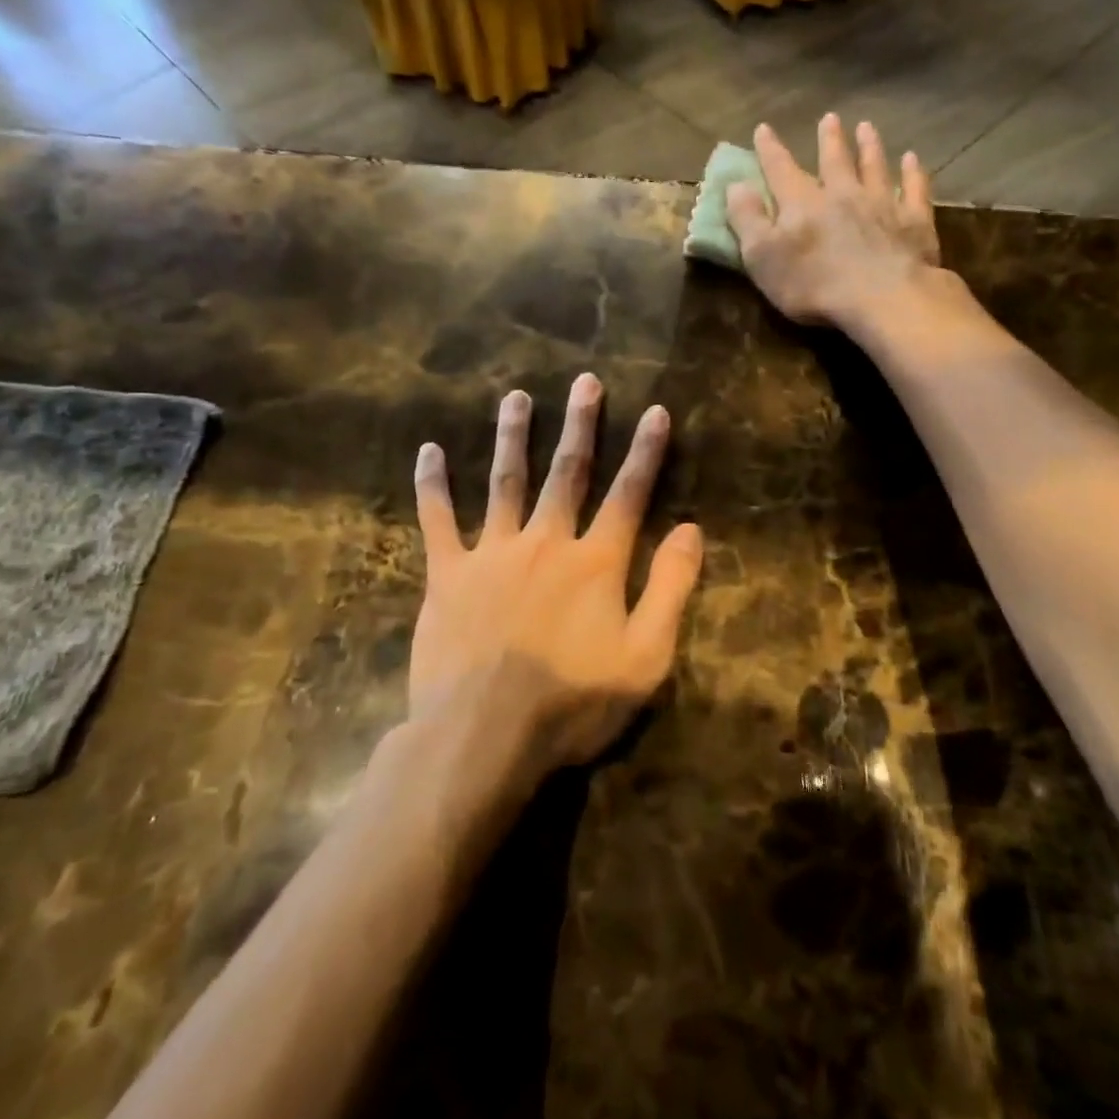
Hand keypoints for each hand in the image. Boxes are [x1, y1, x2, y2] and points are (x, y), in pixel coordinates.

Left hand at [410, 374, 703, 774]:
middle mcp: (546, 541)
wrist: (483, 736)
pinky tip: (429, 450)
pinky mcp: (448, 574)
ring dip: (514, 435)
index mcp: (596, 561)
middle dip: (580, 425)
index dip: (646, 452)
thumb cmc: (573, 702)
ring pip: (506, 480)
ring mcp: (493, 553)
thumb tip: (690, 529)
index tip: (657, 411)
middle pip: (568, 472)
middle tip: (585, 382)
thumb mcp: (645, 656)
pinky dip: (433, 484)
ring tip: (516, 397)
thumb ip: (670, 588)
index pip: (629, 494)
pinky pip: (438, 519)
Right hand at [725, 113, 940, 330]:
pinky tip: (913, 160)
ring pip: (874, 167)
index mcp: (802, 203)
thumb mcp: (762, 257)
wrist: (882, 297)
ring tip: (867, 128)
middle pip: (834, 160)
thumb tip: (735, 185)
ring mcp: (882, 204)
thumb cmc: (813, 284)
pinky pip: (915, 190)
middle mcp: (842, 193)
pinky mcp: (914, 222)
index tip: (764, 129)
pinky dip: (914, 173)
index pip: (780, 169)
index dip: (770, 150)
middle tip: (829, 118)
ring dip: (870, 146)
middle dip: (829, 139)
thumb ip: (747, 219)